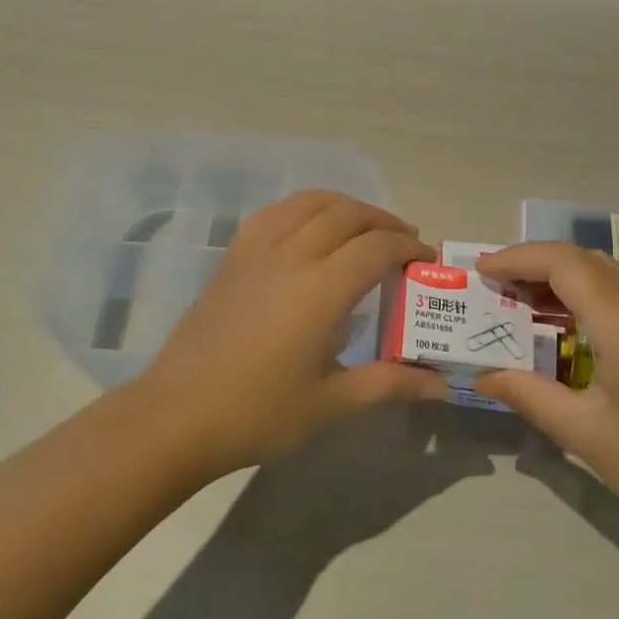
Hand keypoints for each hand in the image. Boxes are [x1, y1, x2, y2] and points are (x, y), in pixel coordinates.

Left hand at [134, 191, 448, 476]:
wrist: (178, 416)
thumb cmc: (259, 413)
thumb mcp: (333, 403)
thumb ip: (390, 384)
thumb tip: (441, 384)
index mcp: (321, 289)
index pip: (377, 246)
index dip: (408, 246)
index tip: (426, 258)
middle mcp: (292, 255)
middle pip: (347, 214)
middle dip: (383, 220)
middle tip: (404, 239)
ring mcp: (257, 251)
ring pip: (308, 203)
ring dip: (344, 205)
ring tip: (362, 225)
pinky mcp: (232, 257)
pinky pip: (274, 213)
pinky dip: (303, 208)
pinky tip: (308, 228)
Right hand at [474, 243, 618, 534]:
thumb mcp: (588, 436)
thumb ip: (531, 397)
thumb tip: (484, 376)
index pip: (564, 263)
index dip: (518, 259)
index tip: (481, 273)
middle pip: (583, 259)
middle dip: (534, 262)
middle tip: (495, 287)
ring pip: (604, 273)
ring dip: (560, 276)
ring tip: (521, 301)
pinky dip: (584, 293)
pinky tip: (566, 326)